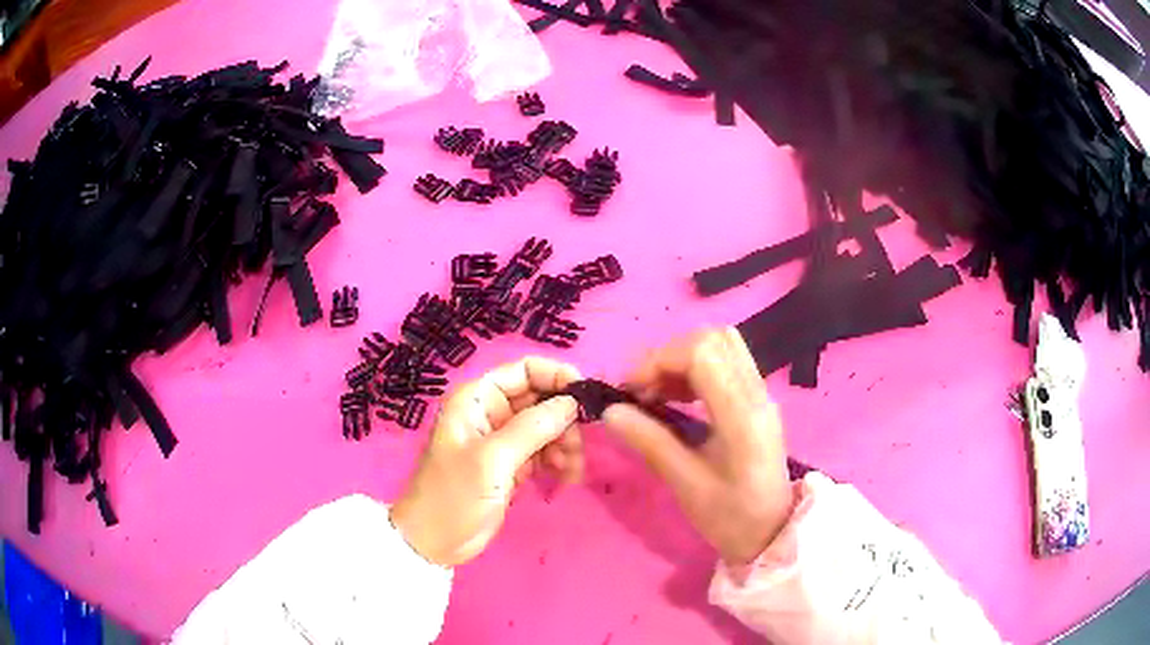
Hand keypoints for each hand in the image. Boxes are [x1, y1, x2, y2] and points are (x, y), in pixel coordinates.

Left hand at [391, 357, 582, 566]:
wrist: (435, 542)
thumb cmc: (454, 494)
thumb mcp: (493, 459)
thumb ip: (533, 427)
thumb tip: (572, 401)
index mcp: (476, 398)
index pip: (524, 370)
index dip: (556, 377)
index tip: (586, 397)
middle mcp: (490, 412)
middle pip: (540, 399)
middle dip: (564, 419)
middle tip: (578, 446)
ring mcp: (502, 440)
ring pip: (547, 427)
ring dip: (565, 443)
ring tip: (571, 470)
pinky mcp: (511, 464)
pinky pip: (544, 451)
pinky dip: (558, 461)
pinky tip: (565, 478)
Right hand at [603, 328, 792, 564]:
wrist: (773, 531)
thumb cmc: (731, 517)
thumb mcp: (686, 485)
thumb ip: (651, 443)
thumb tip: (611, 411)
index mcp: (742, 415)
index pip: (702, 353)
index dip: (658, 360)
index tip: (630, 390)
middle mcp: (756, 394)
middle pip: (713, 339)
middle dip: (668, 355)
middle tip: (642, 390)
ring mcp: (761, 393)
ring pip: (721, 345)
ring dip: (681, 359)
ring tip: (656, 393)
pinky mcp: (757, 400)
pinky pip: (726, 362)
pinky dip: (695, 368)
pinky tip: (677, 397)